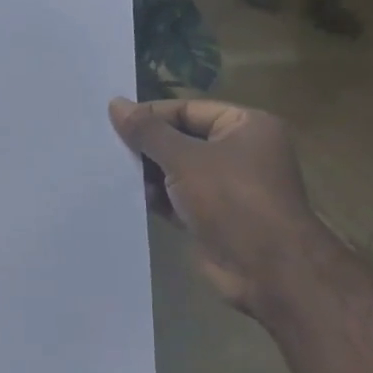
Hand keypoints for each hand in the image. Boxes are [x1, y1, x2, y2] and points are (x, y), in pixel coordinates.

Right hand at [109, 96, 331, 317]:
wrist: (267, 269)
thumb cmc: (231, 199)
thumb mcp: (184, 158)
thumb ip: (148, 132)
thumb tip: (115, 103)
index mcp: (245, 126)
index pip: (189, 110)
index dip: (151, 115)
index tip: (113, 123)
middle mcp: (239, 152)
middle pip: (182, 139)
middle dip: (147, 147)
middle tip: (106, 148)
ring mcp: (227, 187)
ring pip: (177, 171)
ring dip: (148, 174)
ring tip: (111, 172)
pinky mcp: (214, 217)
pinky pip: (178, 198)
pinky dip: (157, 198)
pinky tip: (128, 197)